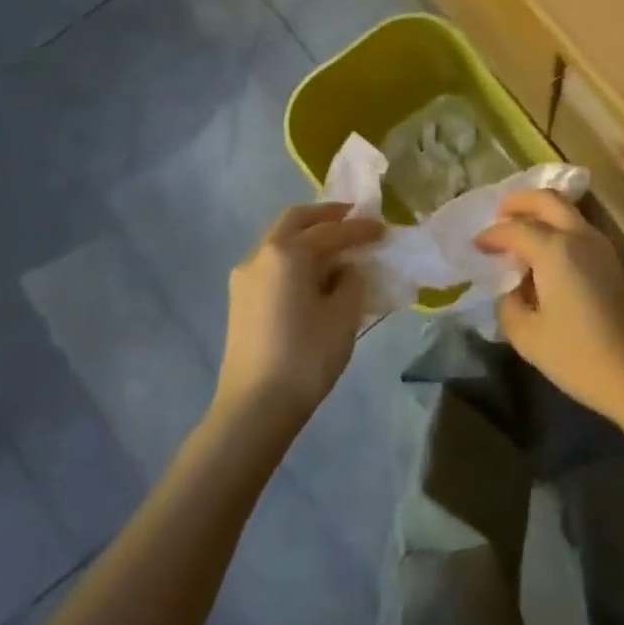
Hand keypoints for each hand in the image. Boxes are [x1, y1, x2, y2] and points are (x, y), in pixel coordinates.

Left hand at [217, 203, 386, 425]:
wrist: (254, 408)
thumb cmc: (306, 356)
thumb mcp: (343, 315)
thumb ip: (351, 281)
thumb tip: (347, 270)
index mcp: (288, 253)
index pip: (331, 230)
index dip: (360, 228)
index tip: (383, 228)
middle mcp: (261, 255)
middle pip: (295, 221)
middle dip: (326, 216)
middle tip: (353, 218)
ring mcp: (245, 278)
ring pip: (280, 241)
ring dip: (308, 236)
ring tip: (337, 248)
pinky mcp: (240, 300)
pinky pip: (272, 263)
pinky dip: (295, 257)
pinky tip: (314, 275)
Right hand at [474, 190, 623, 425]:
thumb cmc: (581, 356)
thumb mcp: (528, 337)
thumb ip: (509, 306)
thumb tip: (512, 290)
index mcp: (555, 249)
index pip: (515, 229)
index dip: (491, 235)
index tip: (474, 246)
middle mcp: (580, 236)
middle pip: (548, 199)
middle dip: (520, 201)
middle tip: (499, 214)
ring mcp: (602, 247)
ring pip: (568, 211)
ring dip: (542, 213)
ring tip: (520, 233)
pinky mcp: (614, 262)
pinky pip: (579, 229)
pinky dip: (558, 228)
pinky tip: (545, 255)